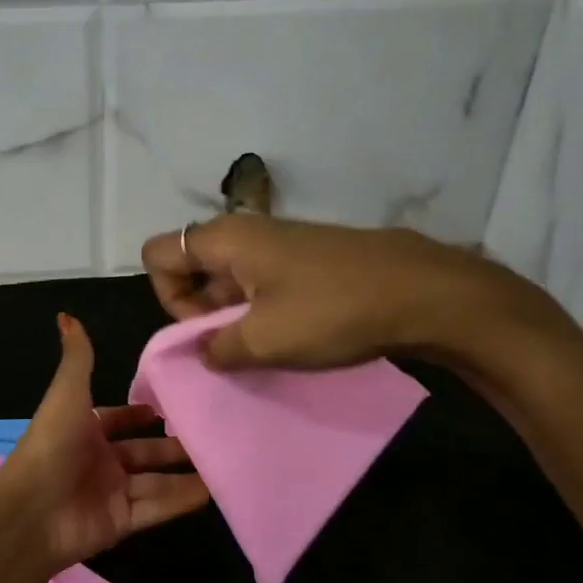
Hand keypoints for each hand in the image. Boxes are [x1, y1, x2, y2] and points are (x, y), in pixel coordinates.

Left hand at [0, 314, 209, 569]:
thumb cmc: (52, 445)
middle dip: (171, 445)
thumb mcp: (67, 394)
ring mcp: (110, 493)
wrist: (31, 512)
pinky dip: (182, 500)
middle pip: (142, 452)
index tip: (168, 409)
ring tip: (222, 463)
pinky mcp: (121, 522)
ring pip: (155, 481)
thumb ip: (77, 358)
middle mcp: (97, 460)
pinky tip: (213, 491)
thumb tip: (66, 315)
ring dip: (185, 474)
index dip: (138, 414)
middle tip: (209, 436)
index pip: (116, 419)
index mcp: (82, 429)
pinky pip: (157, 507)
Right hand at [141, 215, 541, 371]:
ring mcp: (281, 243)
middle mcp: (246, 232)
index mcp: (225, 239)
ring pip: (230, 278)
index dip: (168, 297)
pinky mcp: (308, 259)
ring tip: (264, 350)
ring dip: (233, 317)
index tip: (204, 329)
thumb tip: (205, 350)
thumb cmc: (331, 311)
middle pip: (192, 266)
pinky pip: (263, 282)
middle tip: (233, 347)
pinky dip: (263, 311)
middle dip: (200, 312)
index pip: (158, 254)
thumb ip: (216, 348)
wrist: (424, 292)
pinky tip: (293, 338)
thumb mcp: (263, 341)